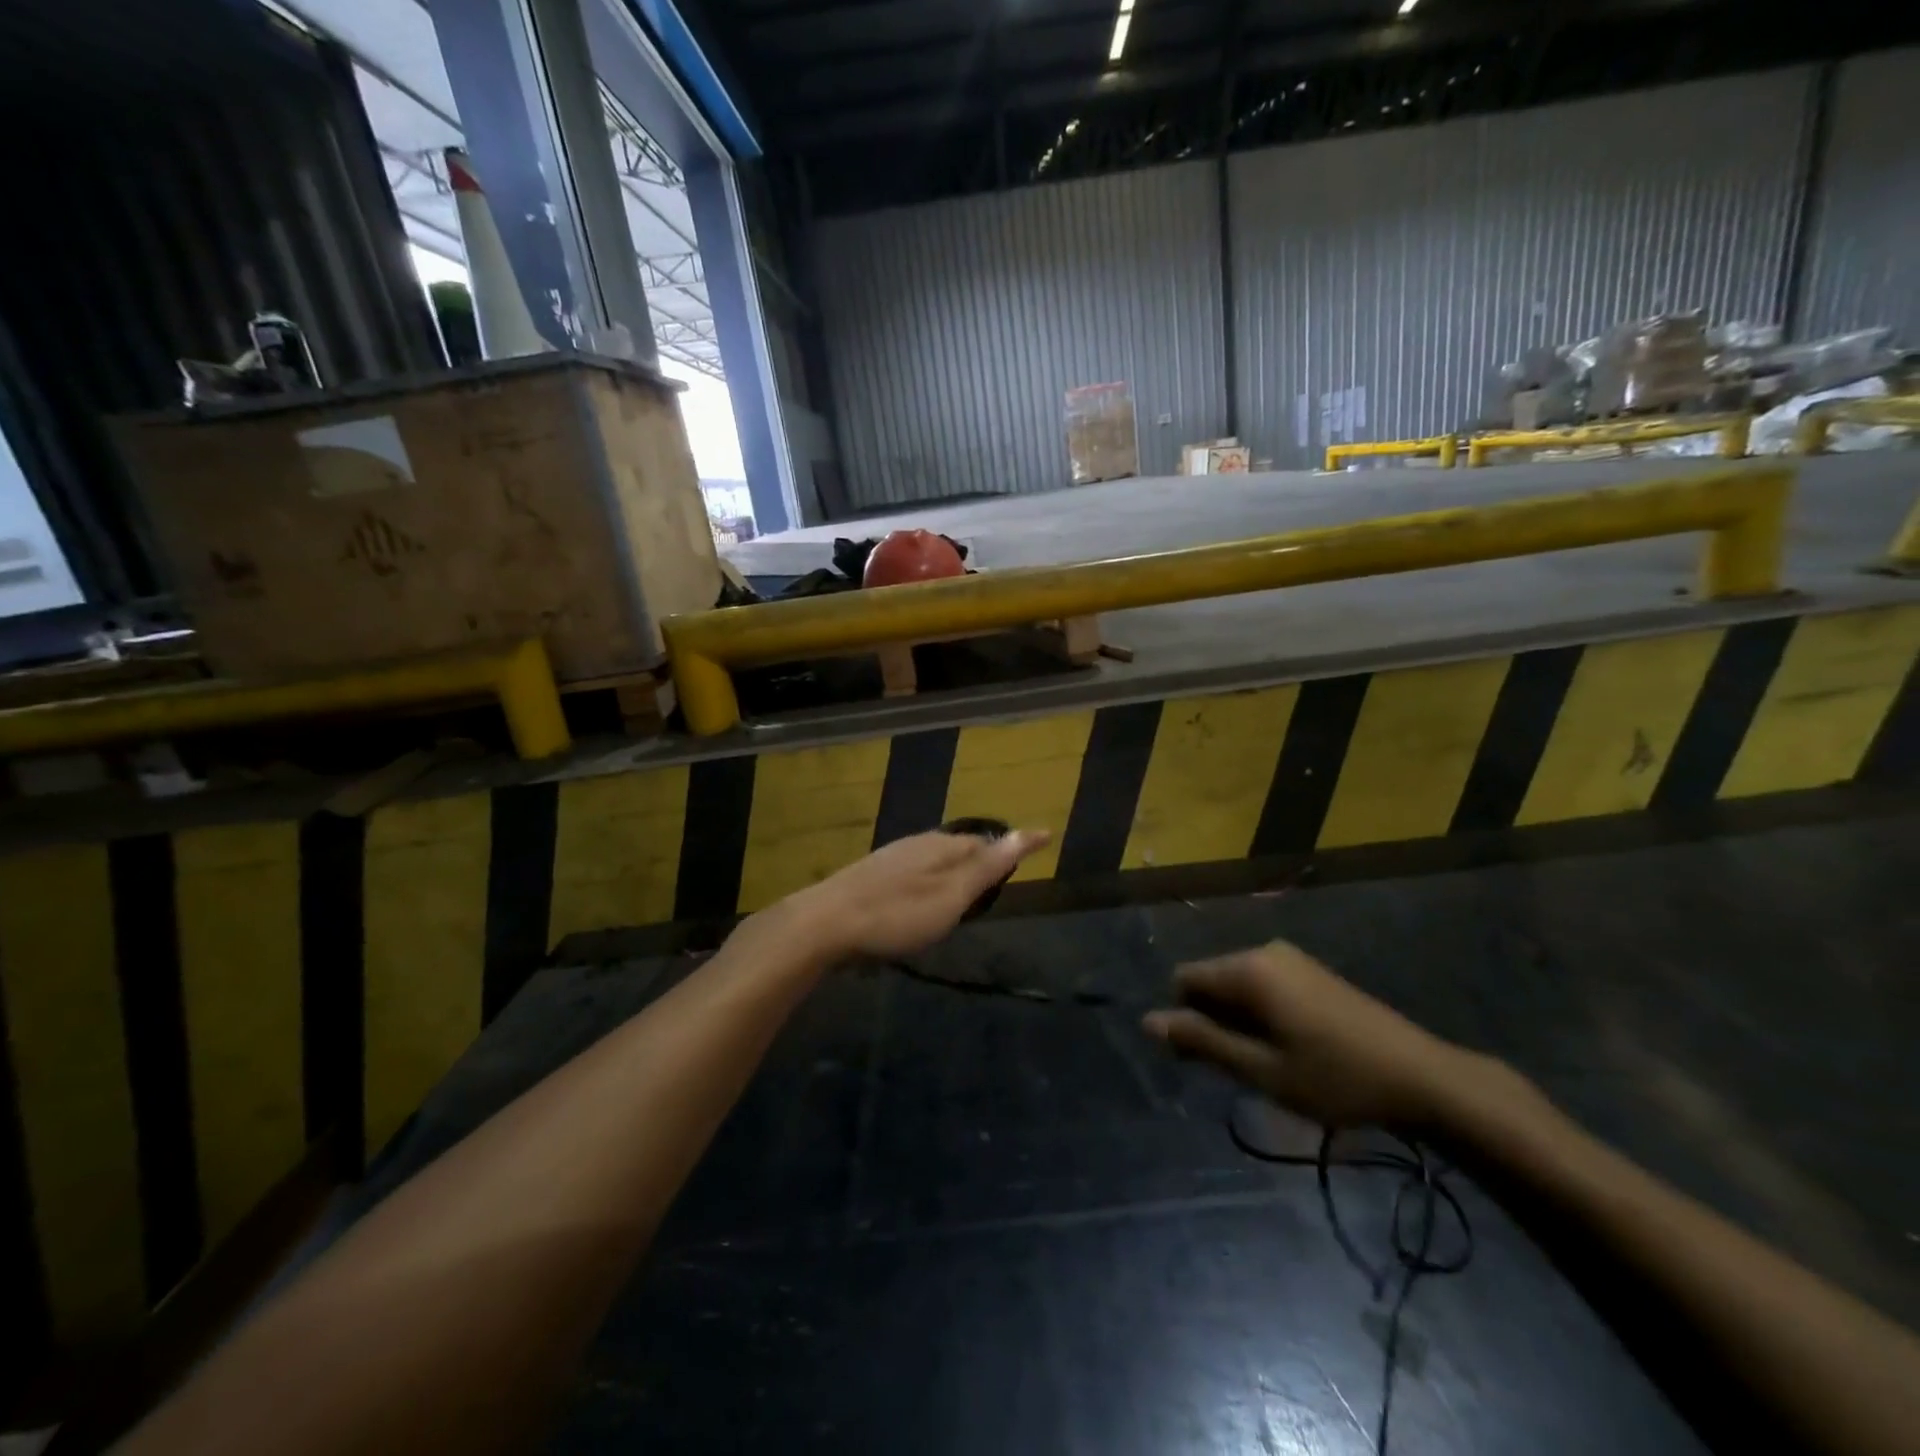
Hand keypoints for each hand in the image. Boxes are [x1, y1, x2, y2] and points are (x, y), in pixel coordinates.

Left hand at [782, 828, 1050, 960]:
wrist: (824, 923)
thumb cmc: (896, 914)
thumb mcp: (951, 896)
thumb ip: (987, 867)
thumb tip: (1028, 831)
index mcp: (940, 846)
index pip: (984, 842)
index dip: (1008, 850)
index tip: (1038, 845)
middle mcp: (916, 844)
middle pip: (959, 848)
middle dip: (980, 858)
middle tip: (1000, 875)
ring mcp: (890, 858)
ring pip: (933, 859)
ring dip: (953, 870)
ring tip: (966, 889)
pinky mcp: (870, 877)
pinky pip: (913, 872)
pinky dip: (929, 881)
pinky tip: (921, 898)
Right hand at [1143, 942, 1486, 1129]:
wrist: (1423, 1078)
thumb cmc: (1335, 1077)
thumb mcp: (1261, 1069)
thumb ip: (1202, 1042)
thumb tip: (1147, 1021)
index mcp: (1247, 969)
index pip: (1184, 979)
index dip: (1183, 1019)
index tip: (1204, 1061)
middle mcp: (1264, 951)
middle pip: (1211, 980)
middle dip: (1211, 1020)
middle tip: (1240, 1070)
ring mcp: (1291, 958)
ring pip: (1238, 985)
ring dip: (1237, 1021)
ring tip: (1268, 1064)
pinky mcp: (1311, 971)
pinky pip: (1264, 985)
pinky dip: (1261, 1014)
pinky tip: (1290, 1048)